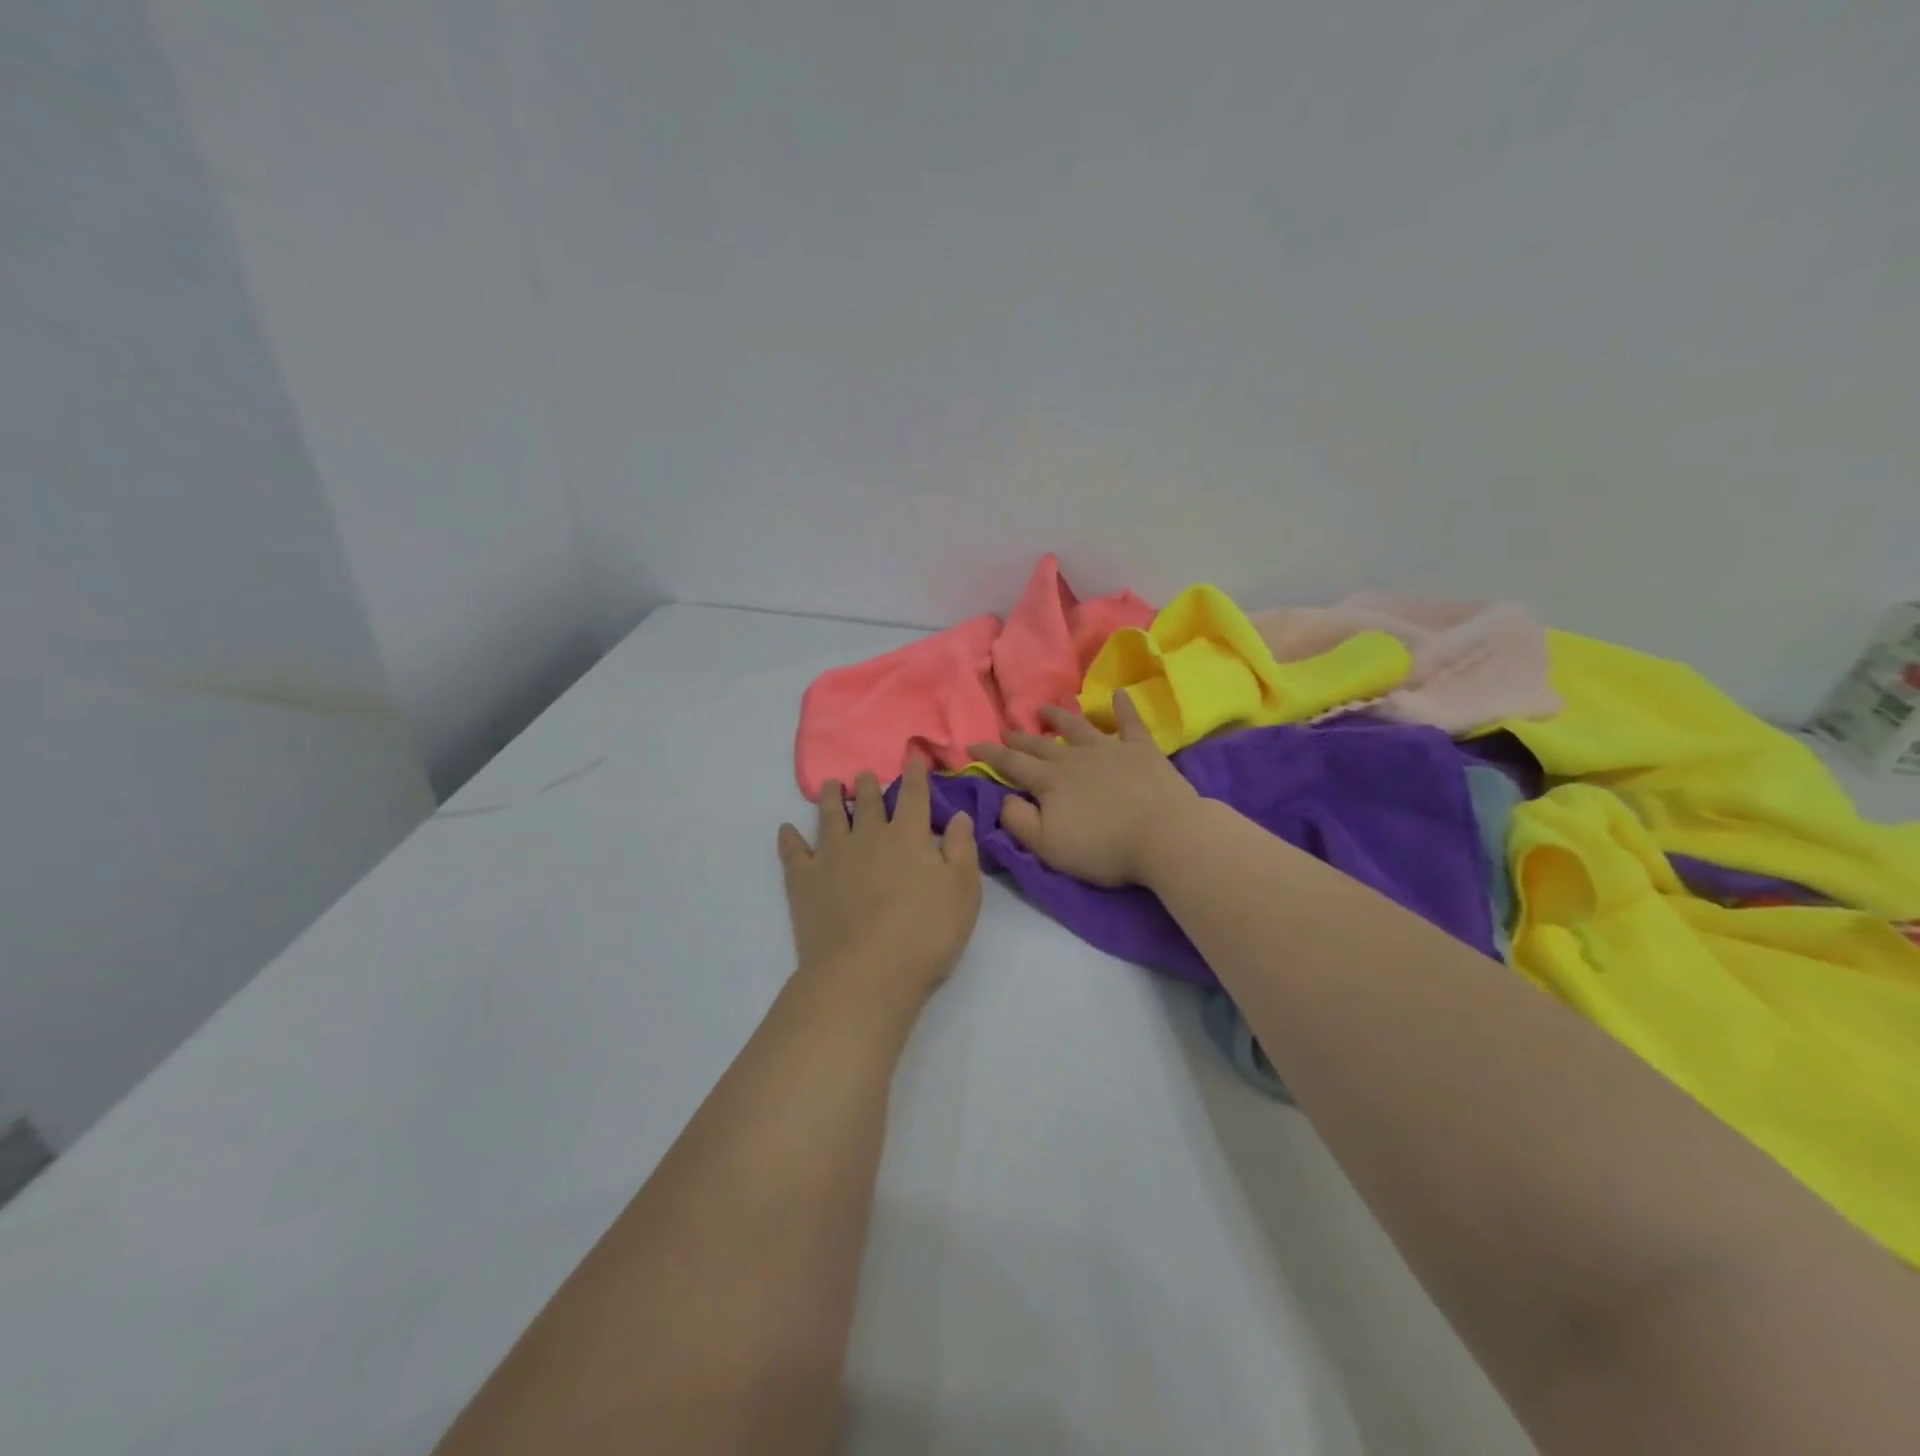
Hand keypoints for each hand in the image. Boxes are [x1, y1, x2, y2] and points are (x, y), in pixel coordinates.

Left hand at [778, 757, 982, 1009]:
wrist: (866, 972)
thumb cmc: (926, 933)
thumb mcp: (963, 892)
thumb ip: (962, 849)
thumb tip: (958, 814)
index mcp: (908, 835)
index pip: (913, 795)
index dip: (915, 775)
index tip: (913, 758)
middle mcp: (868, 835)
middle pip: (867, 802)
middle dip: (868, 785)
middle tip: (864, 775)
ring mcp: (831, 856)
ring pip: (829, 817)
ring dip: (829, 798)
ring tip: (830, 785)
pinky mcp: (804, 881)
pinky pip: (794, 852)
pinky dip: (790, 838)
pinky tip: (787, 830)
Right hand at [968, 692, 1198, 887]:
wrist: (1164, 834)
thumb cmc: (1102, 847)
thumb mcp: (1048, 846)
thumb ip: (1019, 821)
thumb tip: (1005, 797)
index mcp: (1049, 781)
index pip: (1012, 764)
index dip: (990, 755)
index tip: (972, 745)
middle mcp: (1074, 758)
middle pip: (1041, 744)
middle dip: (1021, 738)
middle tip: (1007, 730)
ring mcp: (1109, 749)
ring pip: (1077, 727)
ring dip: (1059, 717)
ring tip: (1045, 707)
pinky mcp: (1142, 750)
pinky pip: (1130, 723)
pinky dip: (1123, 708)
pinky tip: (1119, 694)